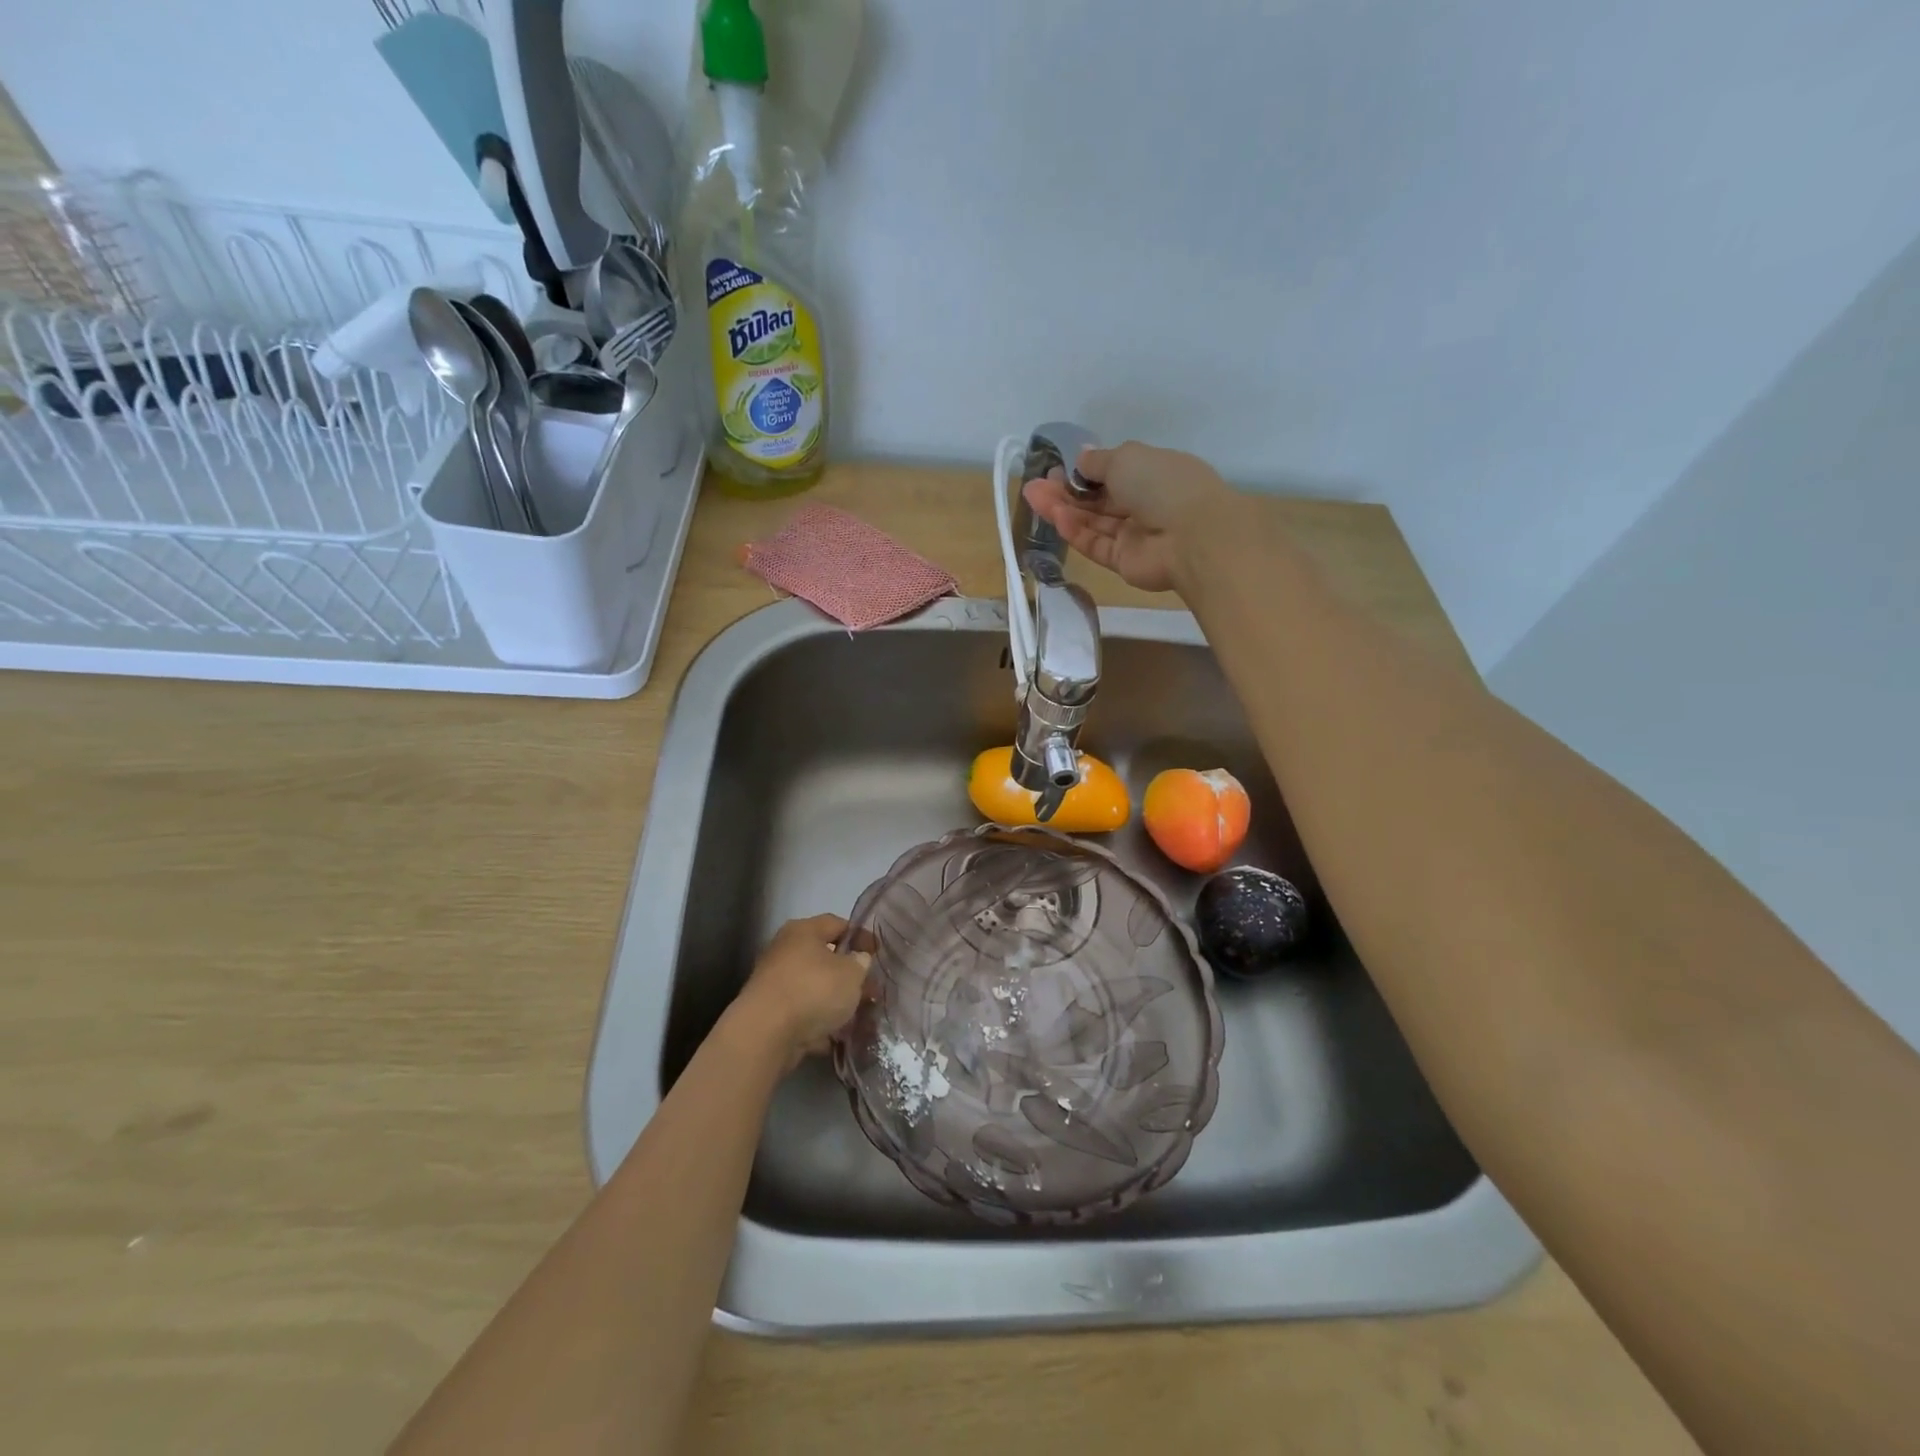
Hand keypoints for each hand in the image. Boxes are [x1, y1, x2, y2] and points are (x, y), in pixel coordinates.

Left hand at [733, 915, 873, 1069]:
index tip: (878, 953)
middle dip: (850, 975)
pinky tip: (837, 1037)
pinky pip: (803, 1012)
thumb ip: (861, 963)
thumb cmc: (813, 990)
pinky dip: (819, 1022)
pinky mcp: (771, 1013)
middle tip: (871, 990)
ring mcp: (775, 983)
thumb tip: (858, 960)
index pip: (838, 923)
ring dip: (836, 1001)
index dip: (861, 936)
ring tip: (858, 1017)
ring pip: (815, 988)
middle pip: (825, 958)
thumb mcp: (851, 973)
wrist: (766, 1034)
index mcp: (803, 931)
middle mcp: (785, 951)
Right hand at [1021, 441, 1230, 593]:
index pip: (1113, 472)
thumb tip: (1081, 459)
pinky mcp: (1124, 562)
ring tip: (1033, 497)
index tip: (1056, 469)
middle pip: (1098, 500)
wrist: (1193, 537)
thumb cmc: (1163, 485)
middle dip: (1066, 492)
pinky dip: (1077, 532)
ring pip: (1093, 522)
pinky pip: (1096, 544)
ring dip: (1064, 510)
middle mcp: (1144, 504)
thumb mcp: (1126, 458)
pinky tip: (1058, 519)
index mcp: (1153, 473)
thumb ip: (1098, 461)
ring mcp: (1134, 535)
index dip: (1083, 472)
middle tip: (1035, 486)